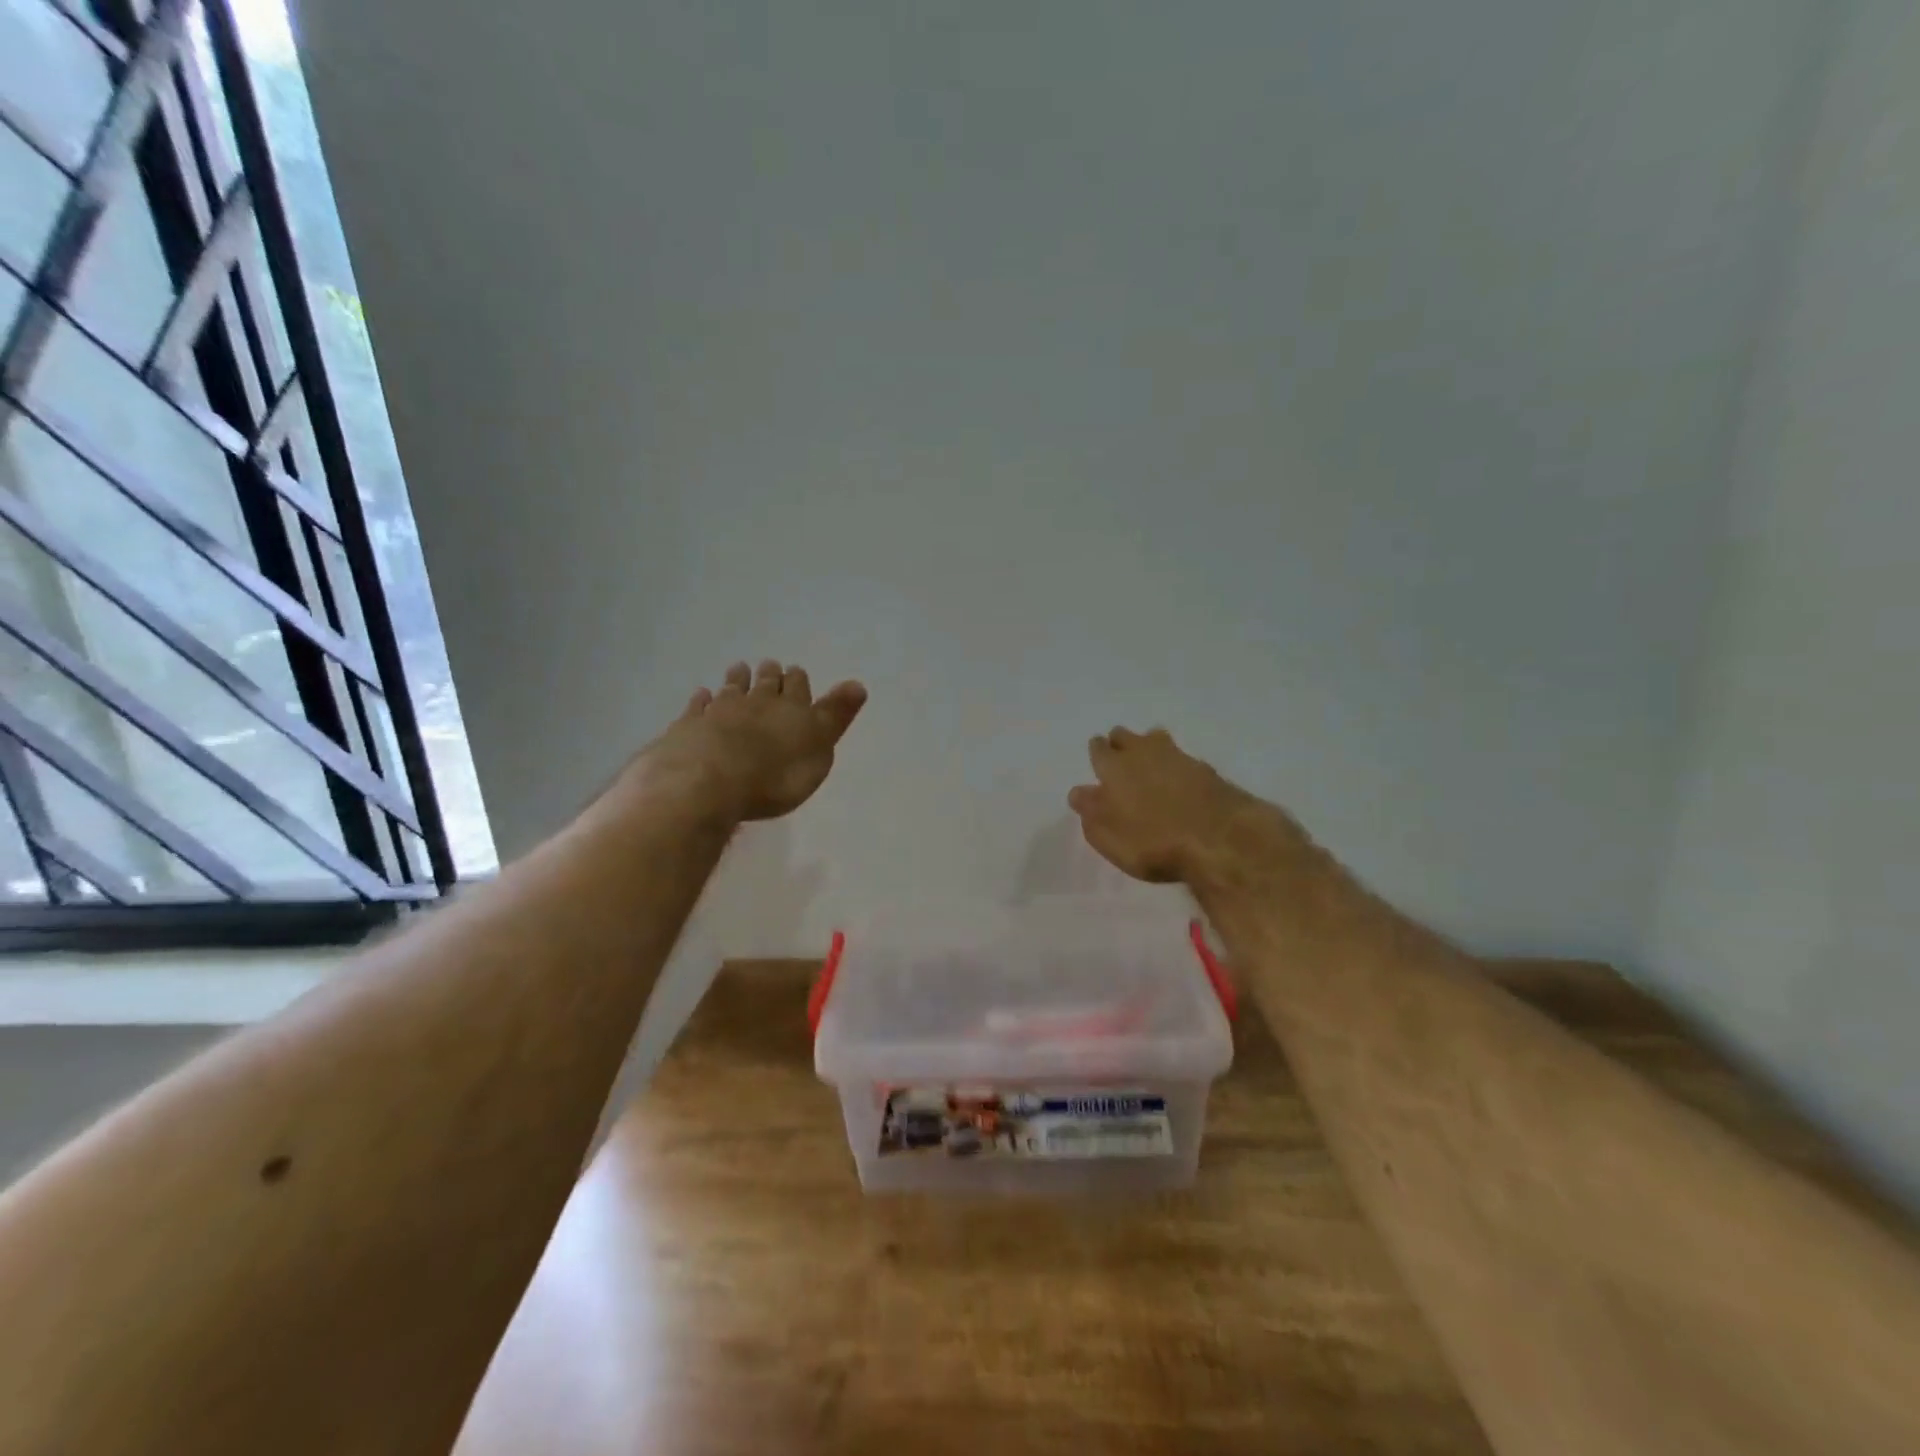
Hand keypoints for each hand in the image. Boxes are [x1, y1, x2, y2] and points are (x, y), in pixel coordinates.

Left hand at [632, 660, 867, 823]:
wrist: (707, 784)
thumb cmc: (774, 776)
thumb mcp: (819, 750)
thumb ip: (835, 716)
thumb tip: (857, 684)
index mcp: (790, 709)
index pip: (797, 686)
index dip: (798, 680)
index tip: (796, 672)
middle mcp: (755, 703)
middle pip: (764, 683)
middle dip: (770, 675)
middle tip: (770, 666)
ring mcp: (718, 712)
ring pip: (731, 688)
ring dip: (738, 679)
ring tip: (740, 669)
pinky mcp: (688, 726)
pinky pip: (697, 707)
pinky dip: (702, 700)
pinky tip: (702, 696)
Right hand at [1067, 727, 1297, 885]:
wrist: (1220, 839)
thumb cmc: (1153, 842)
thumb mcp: (1109, 839)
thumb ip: (1090, 812)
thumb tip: (1079, 792)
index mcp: (1113, 767)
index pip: (1098, 748)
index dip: (1097, 754)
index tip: (1098, 764)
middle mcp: (1142, 753)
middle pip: (1125, 736)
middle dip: (1120, 744)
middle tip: (1122, 763)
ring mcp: (1177, 756)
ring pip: (1155, 738)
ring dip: (1149, 747)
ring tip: (1151, 766)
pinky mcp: (1204, 768)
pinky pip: (1181, 757)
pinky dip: (1176, 765)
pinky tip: (1179, 781)